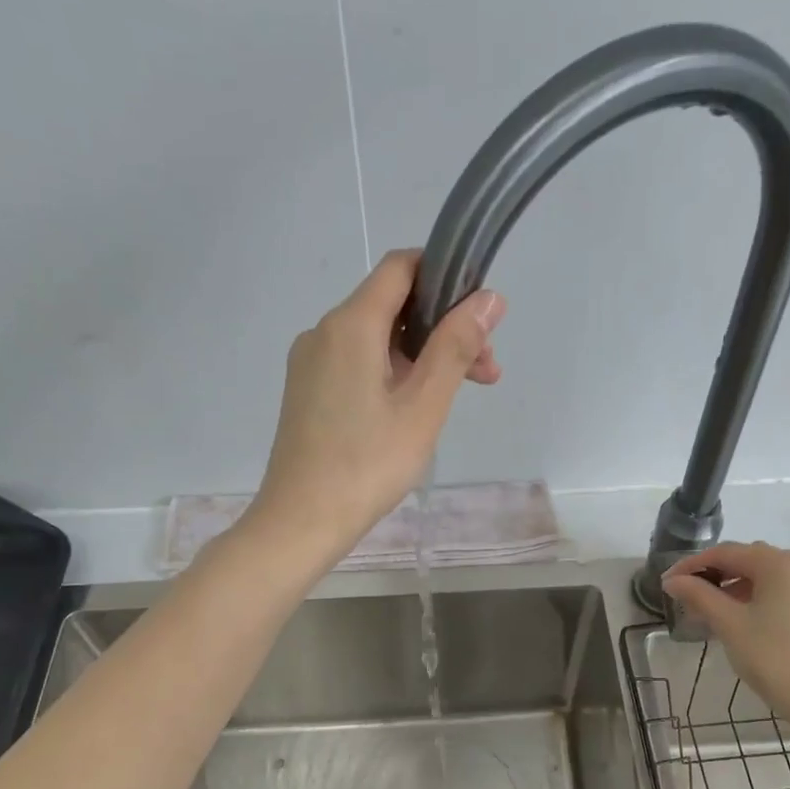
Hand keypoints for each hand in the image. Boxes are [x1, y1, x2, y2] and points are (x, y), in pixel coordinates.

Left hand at [249, 250, 503, 563]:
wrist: (301, 521)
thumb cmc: (368, 465)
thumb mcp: (423, 406)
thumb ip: (455, 347)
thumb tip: (488, 299)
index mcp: (350, 324)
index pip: (401, 267)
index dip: (445, 276)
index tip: (480, 316)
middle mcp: (324, 331)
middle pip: (392, 306)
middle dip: (443, 329)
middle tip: (486, 373)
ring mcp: (311, 363)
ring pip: (376, 339)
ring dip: (422, 356)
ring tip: (459, 397)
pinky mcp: (308, 392)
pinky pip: (357, 364)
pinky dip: (393, 373)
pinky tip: (415, 410)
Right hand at [662, 543, 789, 715]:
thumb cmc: (773, 658)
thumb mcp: (729, 624)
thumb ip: (699, 596)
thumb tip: (673, 581)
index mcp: (781, 563)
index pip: (727, 553)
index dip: (693, 565)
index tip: (669, 583)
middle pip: (751, 561)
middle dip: (717, 575)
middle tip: (690, 598)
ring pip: (770, 577)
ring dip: (739, 588)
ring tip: (714, 612)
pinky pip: (787, 592)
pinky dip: (762, 598)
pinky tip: (746, 620)